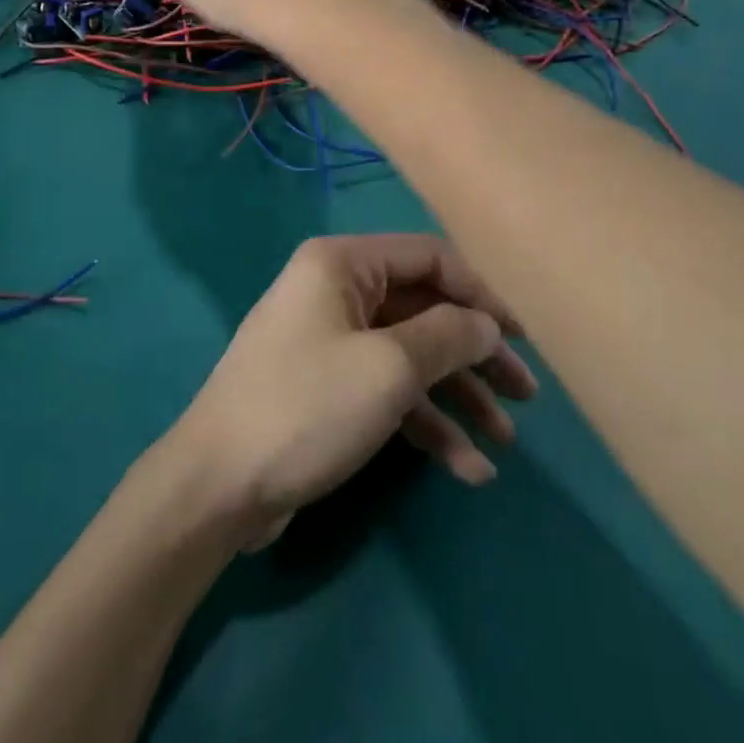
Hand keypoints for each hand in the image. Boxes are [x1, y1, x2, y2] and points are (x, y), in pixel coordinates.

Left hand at [165, 235, 538, 549]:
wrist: (217, 484)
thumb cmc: (306, 407)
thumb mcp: (389, 368)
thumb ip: (448, 336)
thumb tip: (485, 323)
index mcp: (342, 263)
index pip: (429, 258)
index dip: (481, 293)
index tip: (522, 338)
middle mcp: (334, 291)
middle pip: (422, 309)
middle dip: (474, 352)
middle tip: (525, 394)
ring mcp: (328, 340)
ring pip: (408, 355)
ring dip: (456, 395)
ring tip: (504, 440)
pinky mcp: (325, 388)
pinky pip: (386, 391)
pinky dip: (424, 422)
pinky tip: (466, 467)